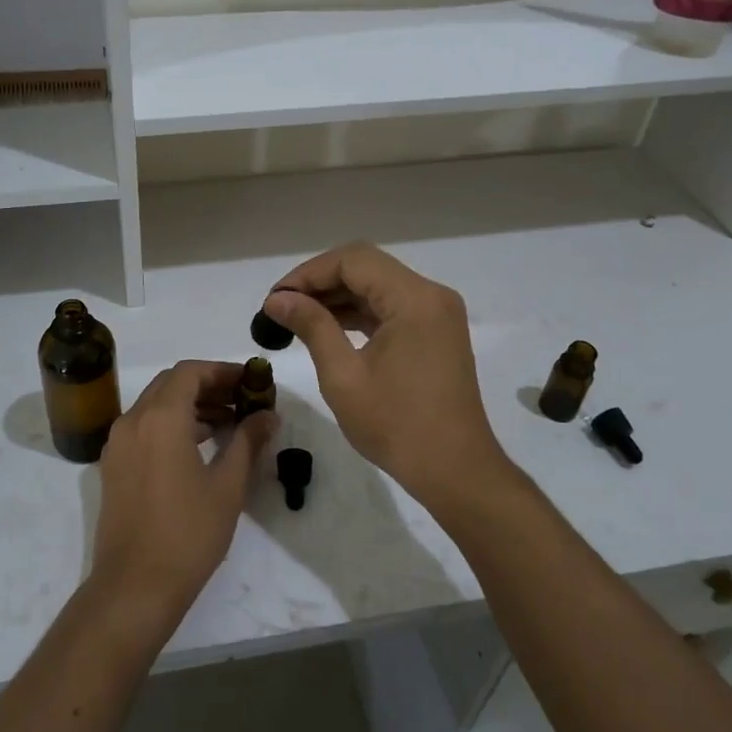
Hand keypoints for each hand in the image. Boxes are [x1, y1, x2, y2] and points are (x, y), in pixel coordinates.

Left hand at [89, 360, 276, 625]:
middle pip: (171, 383)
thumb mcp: (228, 486)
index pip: (190, 372)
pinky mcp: (113, 466)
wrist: (134, 587)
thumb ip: (247, 441)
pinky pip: (144, 427)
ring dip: (190, 405)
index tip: (251, 382)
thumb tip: (268, 415)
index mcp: (160, 418)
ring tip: (228, 424)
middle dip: (208, 385)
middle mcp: (133, 421)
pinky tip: (199, 445)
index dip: (222, 371)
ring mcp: (118, 444)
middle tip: (242, 400)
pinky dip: (171, 424)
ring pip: (155, 405)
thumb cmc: (187, 534)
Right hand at [264, 243, 507, 508]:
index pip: (353, 260)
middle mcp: (431, 295)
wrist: (455, 471)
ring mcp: (437, 313)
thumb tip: (277, 300)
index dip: (308, 273)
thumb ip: (311, 327)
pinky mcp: (436, 332)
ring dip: (338, 296)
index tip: (276, 299)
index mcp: (414, 299)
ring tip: (297, 318)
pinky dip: (359, 312)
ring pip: (378, 285)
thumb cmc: (397, 426)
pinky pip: (391, 307)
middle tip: (282, 308)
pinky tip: (327, 327)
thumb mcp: (344, 376)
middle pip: (367, 267)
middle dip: (320, 282)